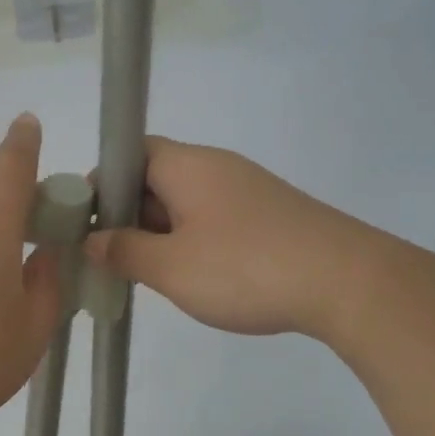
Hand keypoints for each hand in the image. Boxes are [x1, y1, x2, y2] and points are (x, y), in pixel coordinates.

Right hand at [84, 137, 366, 338]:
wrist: (347, 282)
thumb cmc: (245, 267)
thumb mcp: (172, 267)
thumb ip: (125, 251)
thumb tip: (94, 240)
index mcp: (186, 165)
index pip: (128, 153)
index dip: (102, 184)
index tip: (87, 224)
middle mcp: (215, 167)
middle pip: (155, 177)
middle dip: (129, 215)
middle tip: (113, 258)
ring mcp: (246, 189)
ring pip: (185, 202)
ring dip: (161, 232)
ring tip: (150, 275)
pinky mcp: (269, 215)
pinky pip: (214, 218)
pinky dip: (193, 241)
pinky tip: (196, 277)